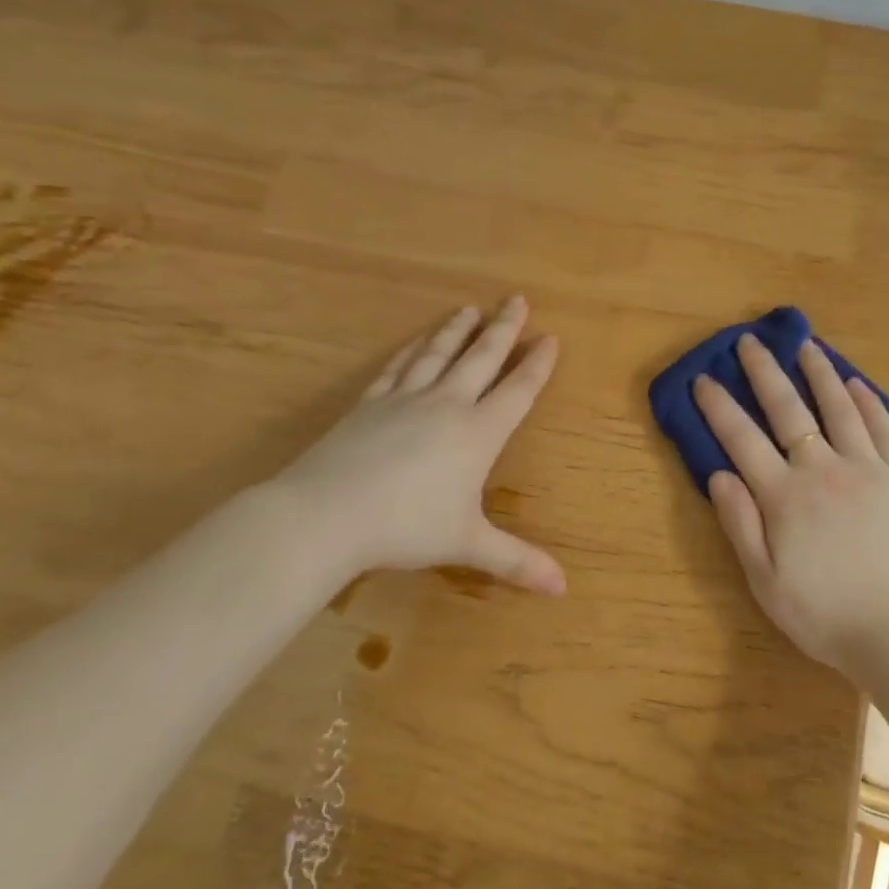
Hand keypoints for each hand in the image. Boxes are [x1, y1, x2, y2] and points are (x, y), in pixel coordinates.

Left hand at [263, 297, 564, 595]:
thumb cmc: (406, 528)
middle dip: (504, 328)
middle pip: (483, 357)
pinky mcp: (369, 403)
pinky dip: (412, 350)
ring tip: (471, 309)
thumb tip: (563, 588)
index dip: (537, 364)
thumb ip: (516, 560)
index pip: (518, 390)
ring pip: (439, 354)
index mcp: (478, 432)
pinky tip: (416, 342)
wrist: (325, 515)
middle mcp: (447, 405)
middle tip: (517, 300)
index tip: (551, 338)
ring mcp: (405, 399)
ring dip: (458, 330)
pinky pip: (397, 367)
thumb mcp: (467, 544)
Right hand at [691, 334, 888, 675]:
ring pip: (839, 408)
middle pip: (788, 410)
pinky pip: (884, 429)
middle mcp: (823, 469)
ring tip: (806, 345)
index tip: (703, 378)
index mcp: (784, 496)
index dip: (719, 407)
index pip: (742, 439)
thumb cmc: (824, 614)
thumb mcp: (765, 582)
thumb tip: (718, 474)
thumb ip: (740, 524)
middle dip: (764, 372)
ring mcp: (867, 469)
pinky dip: (868, 403)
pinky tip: (857, 384)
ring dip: (819, 373)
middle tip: (750, 341)